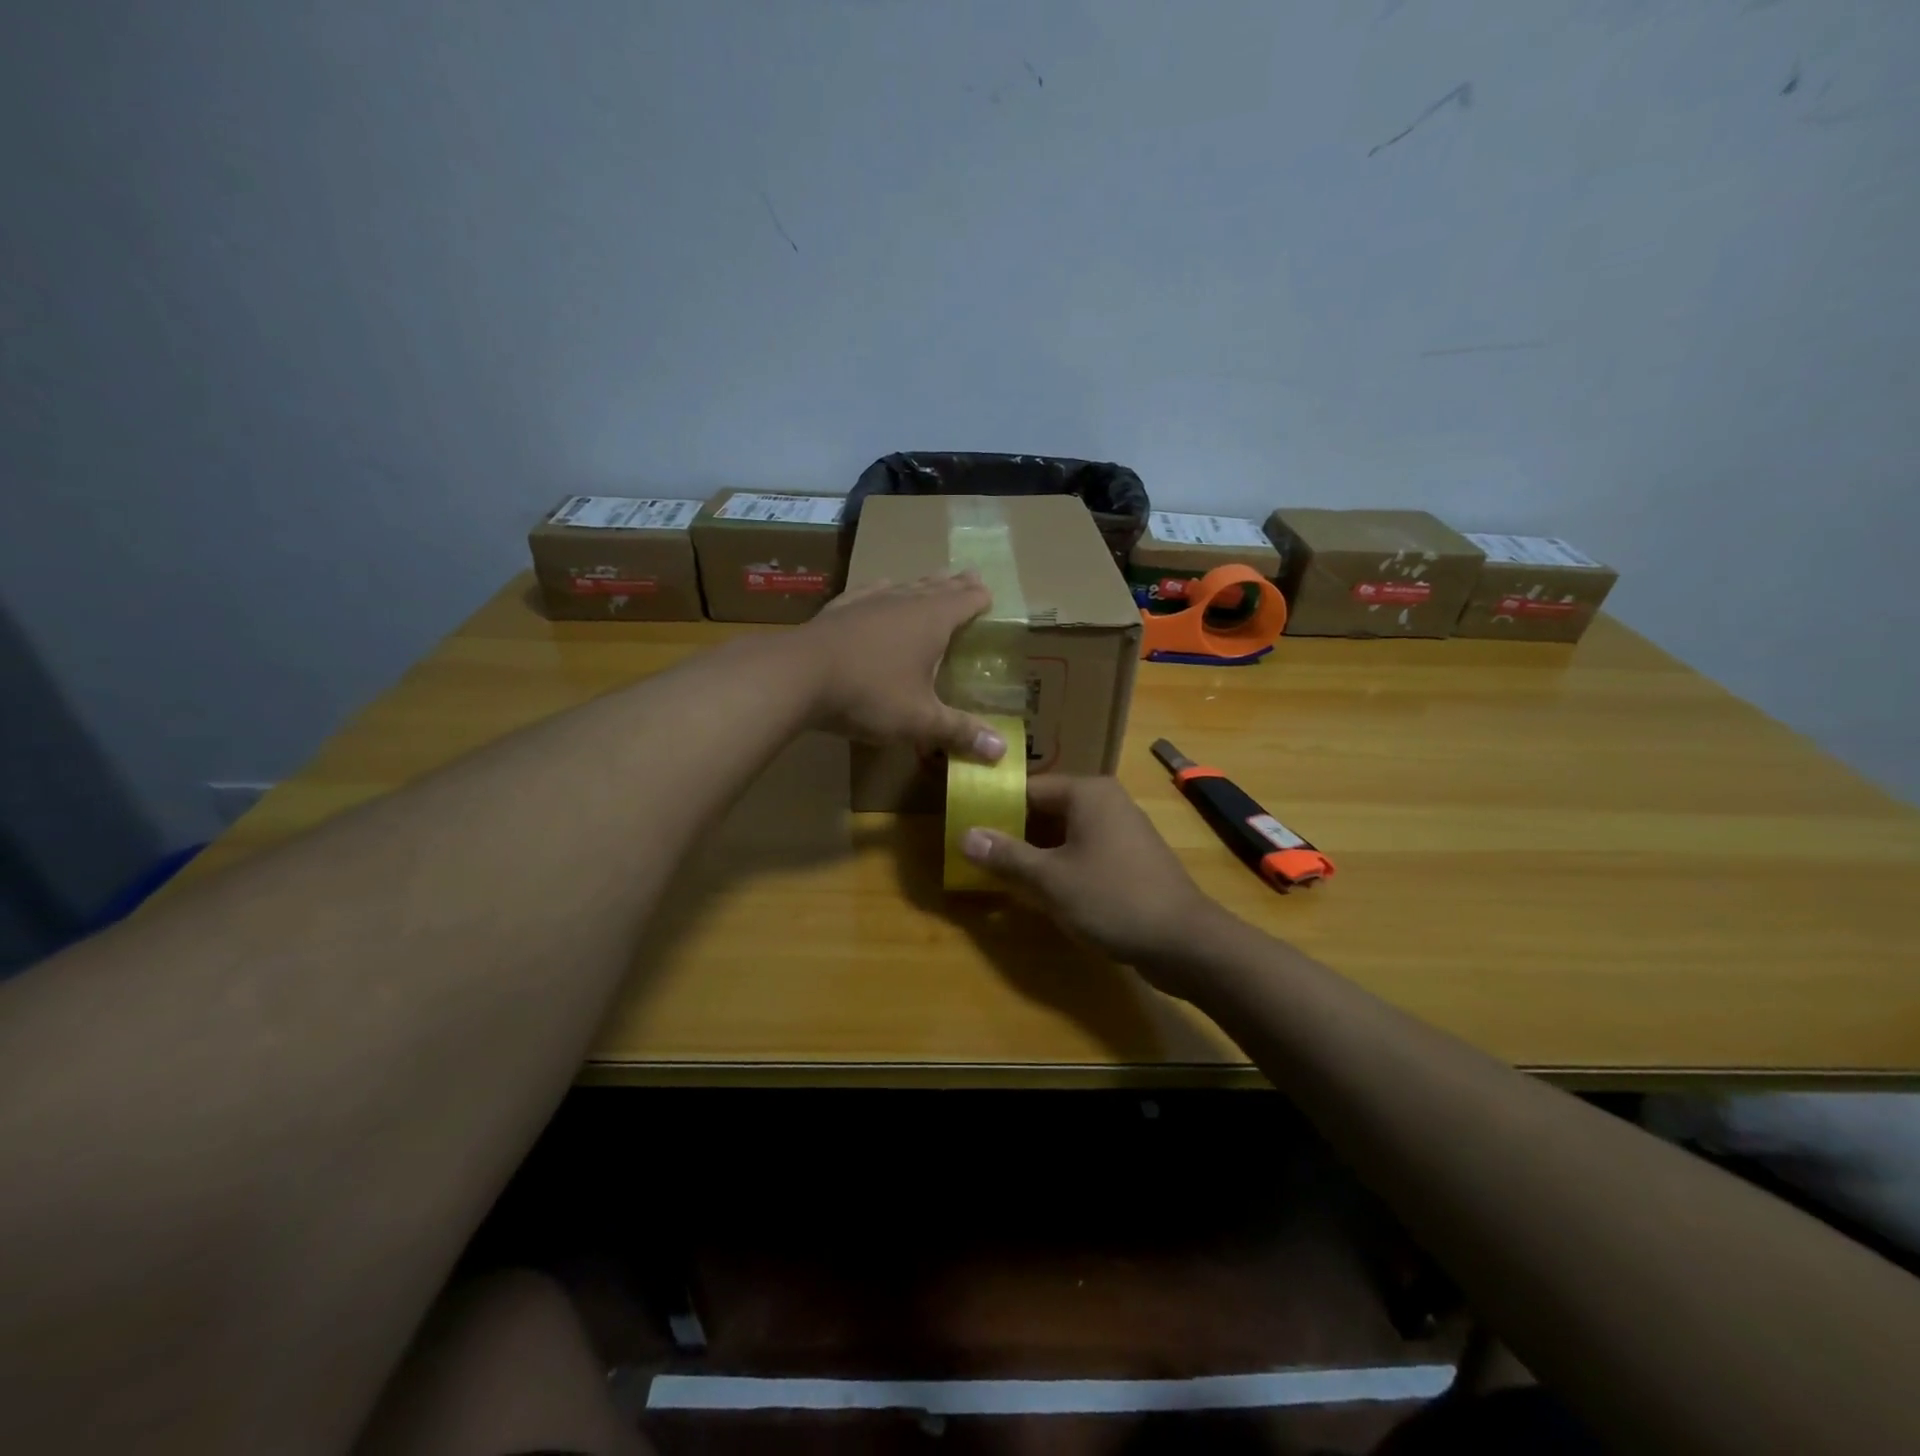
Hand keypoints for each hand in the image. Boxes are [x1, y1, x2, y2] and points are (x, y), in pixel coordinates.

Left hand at [800, 573, 1006, 762]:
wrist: (797, 675)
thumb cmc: (869, 694)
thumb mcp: (919, 720)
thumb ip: (960, 732)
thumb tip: (1002, 752)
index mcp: (932, 621)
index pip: (965, 601)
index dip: (980, 598)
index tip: (990, 594)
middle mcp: (904, 601)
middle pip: (937, 586)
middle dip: (956, 583)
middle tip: (970, 575)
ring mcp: (868, 601)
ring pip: (904, 585)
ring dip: (922, 583)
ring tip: (932, 579)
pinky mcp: (839, 608)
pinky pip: (869, 591)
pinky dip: (883, 589)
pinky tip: (880, 588)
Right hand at [958, 774, 1226, 989]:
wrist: (1184, 942)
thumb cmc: (1112, 899)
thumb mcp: (1050, 879)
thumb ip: (1006, 855)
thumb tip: (964, 835)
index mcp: (1087, 793)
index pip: (1028, 788)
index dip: (994, 806)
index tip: (964, 825)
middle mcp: (1106, 802)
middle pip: (1046, 809)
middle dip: (1012, 831)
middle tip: (974, 851)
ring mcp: (1122, 830)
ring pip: (1064, 833)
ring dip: (1034, 851)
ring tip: (996, 870)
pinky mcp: (1130, 859)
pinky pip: (1083, 851)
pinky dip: (1059, 864)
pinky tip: (1038, 888)